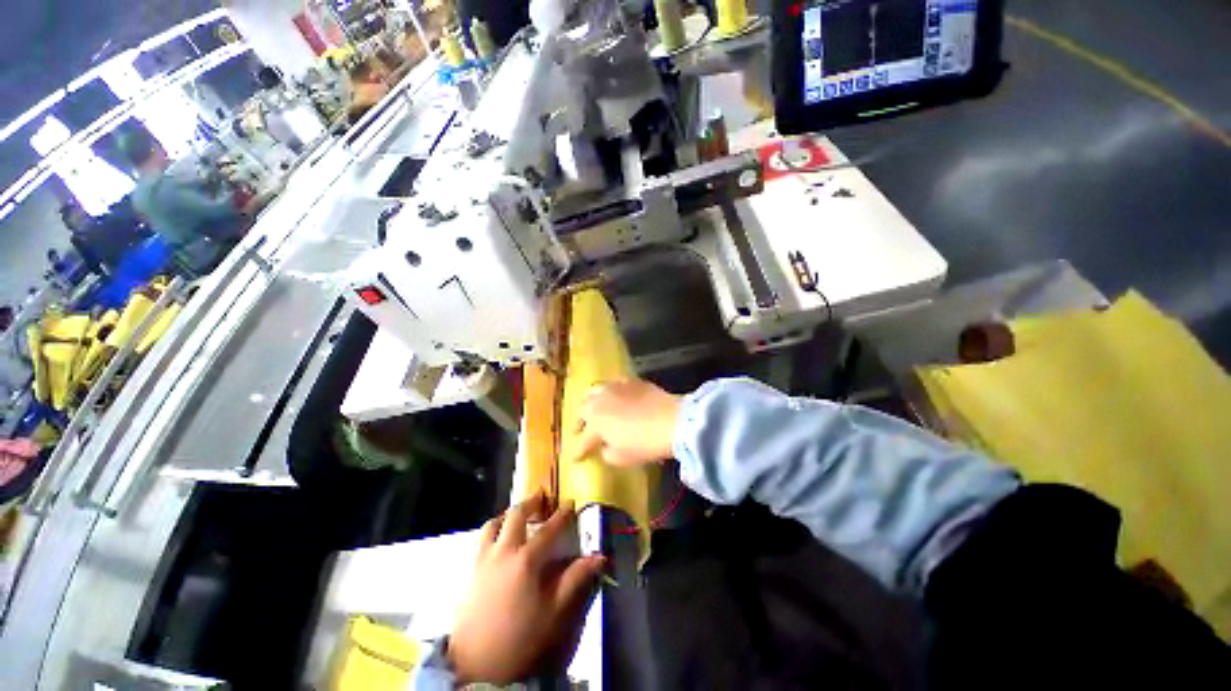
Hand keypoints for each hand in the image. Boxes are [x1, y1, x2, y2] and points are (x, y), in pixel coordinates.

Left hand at [448, 494, 604, 683]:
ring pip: (494, 523)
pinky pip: (481, 538)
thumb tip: (599, 557)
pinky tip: (499, 539)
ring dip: (508, 514)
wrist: (475, 663)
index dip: (562, 514)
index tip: (570, 503)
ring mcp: (483, 558)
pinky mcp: (469, 569)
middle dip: (531, 502)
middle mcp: (503, 551)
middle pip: (516, 515)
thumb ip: (575, 579)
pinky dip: (493, 529)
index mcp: (526, 560)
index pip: (549, 529)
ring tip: (518, 515)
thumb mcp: (553, 611)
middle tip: (542, 497)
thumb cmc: (519, 637)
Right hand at [570, 379, 682, 466]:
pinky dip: (610, 391)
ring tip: (594, 409)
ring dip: (591, 402)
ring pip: (594, 391)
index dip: (578, 451)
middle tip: (580, 430)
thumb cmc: (645, 443)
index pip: (582, 440)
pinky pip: (613, 384)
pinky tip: (614, 396)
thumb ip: (606, 453)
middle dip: (580, 421)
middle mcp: (600, 401)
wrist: (672, 420)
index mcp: (595, 422)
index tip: (575, 458)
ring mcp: (615, 387)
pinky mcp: (630, 381)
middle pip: (583, 409)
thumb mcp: (622, 458)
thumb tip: (604, 446)